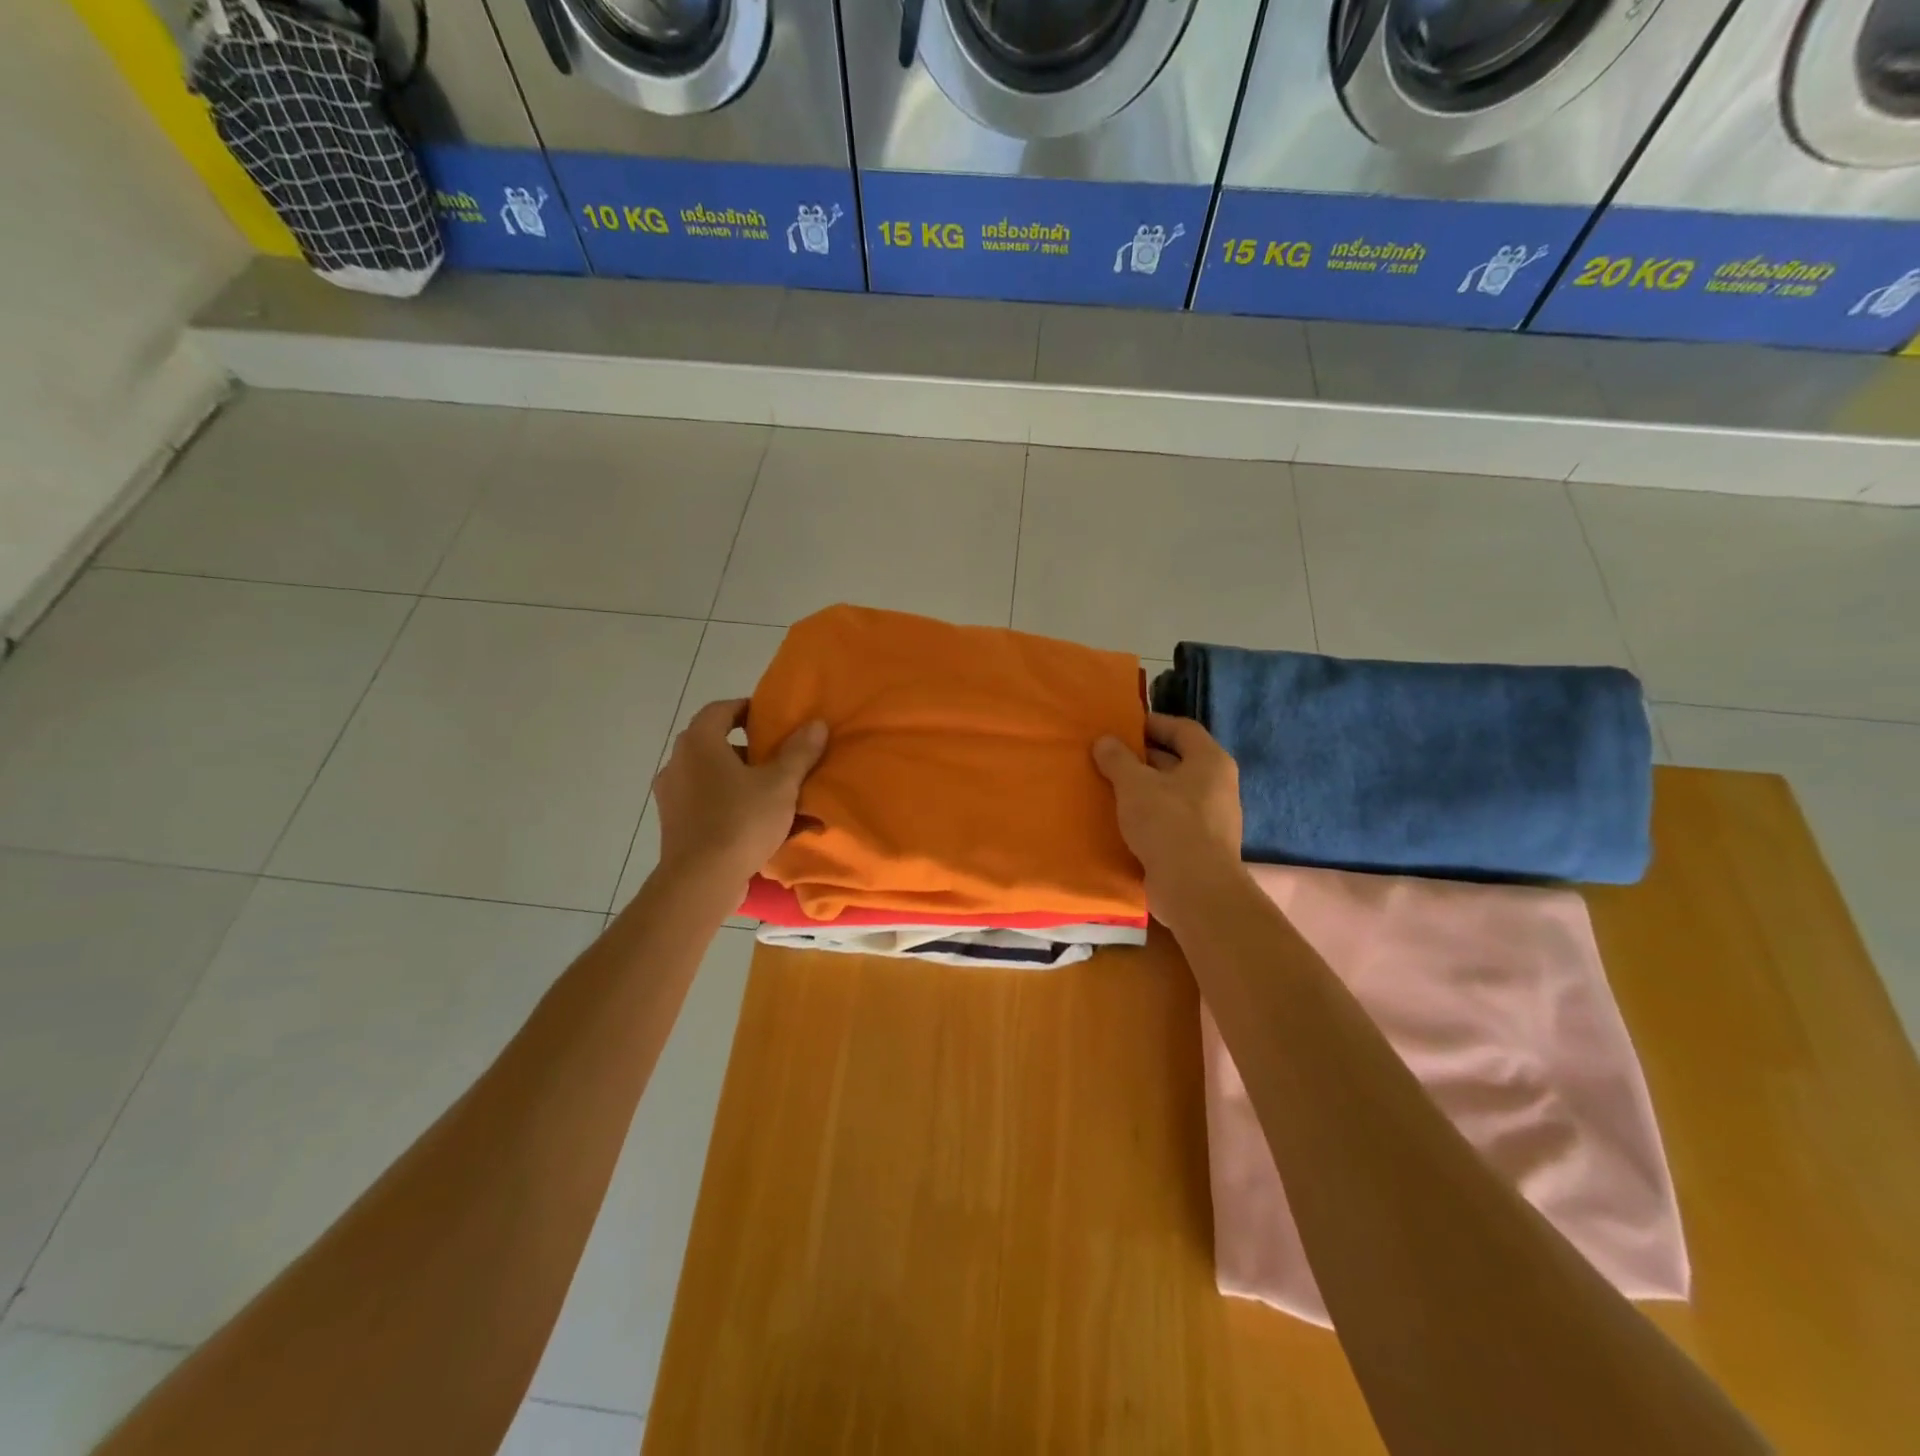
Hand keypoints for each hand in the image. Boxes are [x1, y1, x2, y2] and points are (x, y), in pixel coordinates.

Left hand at [653, 698, 827, 889]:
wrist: (701, 881)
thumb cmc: (740, 821)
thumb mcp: (780, 784)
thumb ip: (798, 752)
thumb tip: (816, 724)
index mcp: (699, 743)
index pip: (720, 710)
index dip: (746, 709)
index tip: (771, 718)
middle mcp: (678, 763)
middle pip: (713, 743)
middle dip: (747, 748)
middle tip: (777, 756)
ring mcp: (671, 796)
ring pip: (709, 776)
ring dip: (737, 778)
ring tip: (770, 792)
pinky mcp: (674, 825)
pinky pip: (705, 803)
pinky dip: (727, 804)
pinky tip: (753, 821)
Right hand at [1093, 713, 1243, 921]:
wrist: (1195, 888)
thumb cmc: (1167, 823)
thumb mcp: (1134, 784)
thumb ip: (1117, 759)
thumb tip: (1105, 740)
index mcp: (1210, 761)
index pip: (1182, 729)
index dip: (1152, 724)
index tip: (1122, 727)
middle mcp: (1218, 785)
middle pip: (1178, 761)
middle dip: (1143, 758)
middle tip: (1108, 758)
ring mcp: (1213, 818)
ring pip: (1173, 793)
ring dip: (1144, 789)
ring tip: (1110, 788)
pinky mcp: (1201, 846)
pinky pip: (1172, 820)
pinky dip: (1149, 816)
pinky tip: (1123, 821)